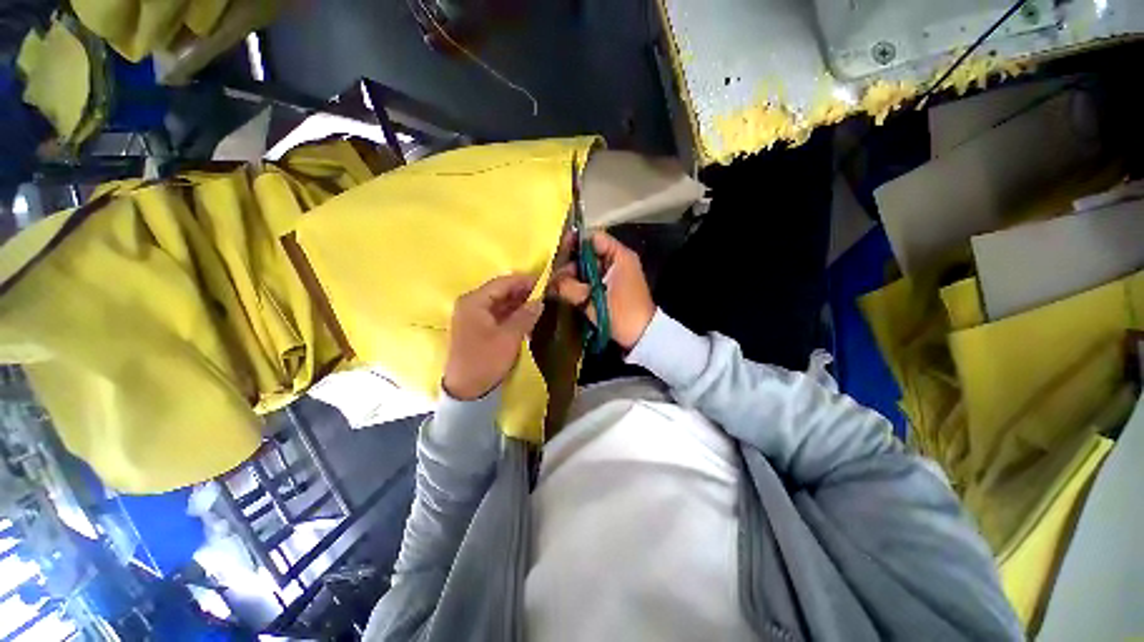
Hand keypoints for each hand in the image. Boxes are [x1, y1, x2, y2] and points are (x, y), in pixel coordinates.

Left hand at [443, 274, 544, 399]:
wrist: (466, 390)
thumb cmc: (486, 360)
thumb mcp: (509, 337)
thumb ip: (525, 315)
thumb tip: (540, 301)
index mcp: (474, 301)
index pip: (502, 282)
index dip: (523, 281)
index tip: (544, 281)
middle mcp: (471, 304)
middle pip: (500, 291)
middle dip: (522, 292)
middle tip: (544, 294)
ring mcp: (472, 317)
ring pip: (499, 303)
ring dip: (518, 303)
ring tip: (539, 304)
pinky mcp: (477, 328)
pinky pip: (497, 315)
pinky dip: (511, 314)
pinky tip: (526, 316)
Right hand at [549, 231, 655, 349]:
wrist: (642, 337)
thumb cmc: (622, 314)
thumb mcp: (593, 300)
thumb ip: (569, 287)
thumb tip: (549, 281)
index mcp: (619, 256)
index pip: (594, 238)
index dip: (575, 243)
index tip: (557, 252)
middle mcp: (617, 261)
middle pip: (588, 253)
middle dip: (570, 263)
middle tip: (552, 275)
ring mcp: (614, 275)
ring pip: (587, 268)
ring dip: (572, 276)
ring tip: (555, 285)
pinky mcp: (610, 288)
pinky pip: (591, 280)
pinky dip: (580, 285)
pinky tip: (565, 291)